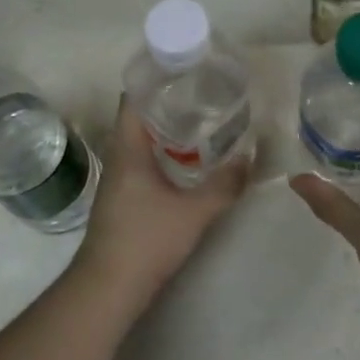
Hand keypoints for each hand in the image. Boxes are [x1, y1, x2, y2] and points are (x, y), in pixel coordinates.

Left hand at [76, 97, 248, 301]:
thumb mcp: (194, 211)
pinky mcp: (123, 198)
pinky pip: (143, 161)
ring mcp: (118, 180)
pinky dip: (163, 152)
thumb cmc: (146, 240)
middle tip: (204, 94)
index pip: (134, 98)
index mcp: (128, 150)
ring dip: (166, 130)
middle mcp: (119, 158)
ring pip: (141, 142)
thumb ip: (224, 184)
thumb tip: (250, 157)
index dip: (155, 80)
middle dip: (168, 103)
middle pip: (139, 117)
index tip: (185, 71)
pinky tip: (188, 161)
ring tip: (202, 122)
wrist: (109, 287)